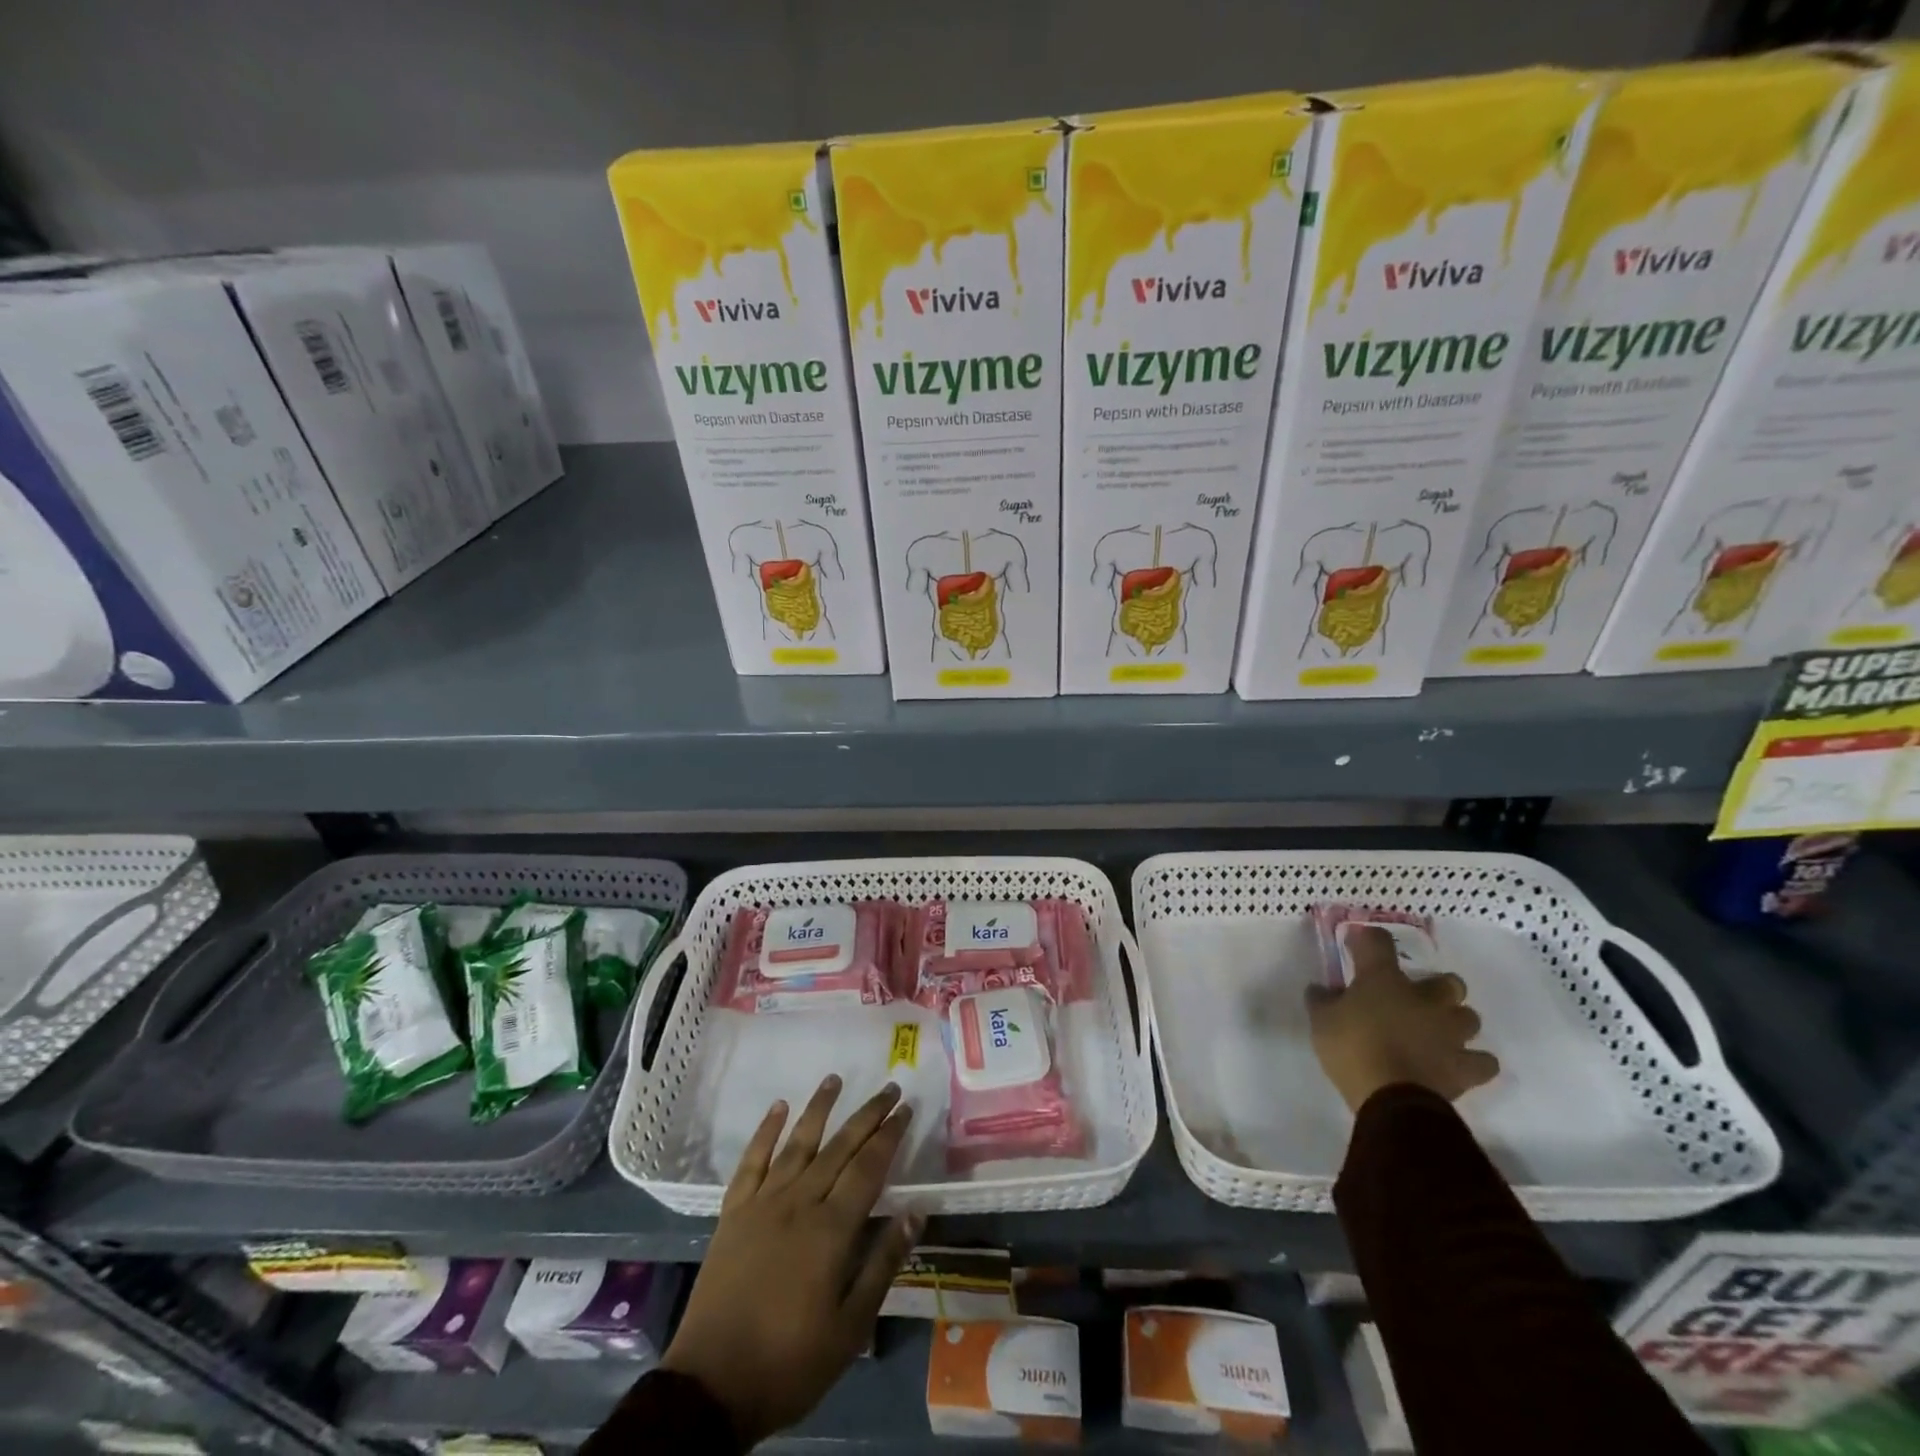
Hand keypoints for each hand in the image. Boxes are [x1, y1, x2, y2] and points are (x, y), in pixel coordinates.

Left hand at [662, 1076, 921, 1447]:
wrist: (712, 1386)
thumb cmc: (790, 1361)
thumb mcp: (850, 1328)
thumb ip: (883, 1264)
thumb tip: (915, 1212)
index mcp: (832, 1229)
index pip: (869, 1167)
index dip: (890, 1135)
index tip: (906, 1108)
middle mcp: (800, 1202)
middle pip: (840, 1147)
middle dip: (867, 1114)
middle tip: (888, 1087)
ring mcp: (763, 1203)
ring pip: (798, 1143)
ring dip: (819, 1108)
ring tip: (835, 1078)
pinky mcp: (733, 1212)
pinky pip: (752, 1161)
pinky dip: (765, 1131)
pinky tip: (779, 1107)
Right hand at [1305, 924, 1499, 1111]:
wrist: (1391, 1097)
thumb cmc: (1351, 1048)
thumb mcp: (1321, 1020)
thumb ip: (1321, 1000)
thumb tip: (1321, 989)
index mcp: (1384, 980)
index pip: (1378, 942)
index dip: (1367, 939)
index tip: (1357, 943)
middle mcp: (1424, 998)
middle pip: (1449, 981)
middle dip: (1437, 987)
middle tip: (1416, 998)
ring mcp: (1450, 1033)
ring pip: (1469, 1018)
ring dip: (1455, 1021)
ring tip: (1437, 1032)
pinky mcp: (1465, 1067)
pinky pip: (1483, 1061)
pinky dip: (1473, 1061)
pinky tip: (1457, 1063)